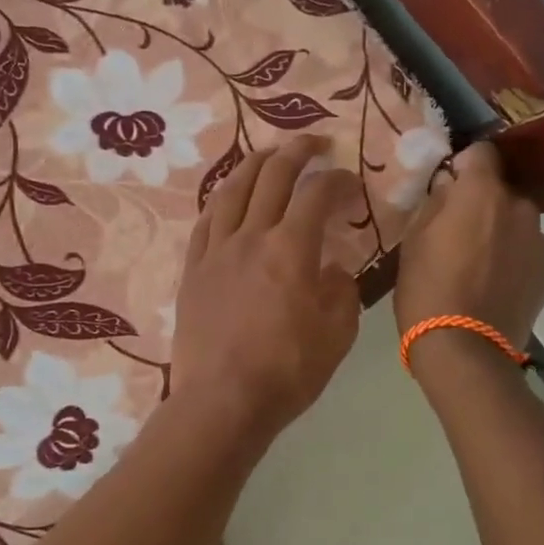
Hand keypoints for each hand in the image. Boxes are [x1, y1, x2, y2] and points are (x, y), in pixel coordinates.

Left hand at [171, 137, 360, 437]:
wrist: (223, 401)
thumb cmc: (288, 371)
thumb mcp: (338, 334)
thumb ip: (341, 290)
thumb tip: (332, 267)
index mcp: (291, 248)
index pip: (317, 195)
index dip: (338, 181)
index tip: (350, 183)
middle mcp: (251, 236)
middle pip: (272, 177)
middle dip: (297, 152)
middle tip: (313, 144)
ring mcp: (216, 250)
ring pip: (233, 190)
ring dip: (254, 164)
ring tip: (268, 155)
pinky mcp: (193, 269)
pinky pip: (205, 221)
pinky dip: (221, 199)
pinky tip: (227, 196)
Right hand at [394, 141, 543, 367]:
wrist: (464, 350)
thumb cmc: (427, 289)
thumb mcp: (413, 241)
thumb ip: (435, 203)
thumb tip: (450, 186)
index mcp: (482, 193)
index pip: (481, 152)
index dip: (463, 164)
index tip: (447, 185)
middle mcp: (519, 207)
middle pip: (499, 190)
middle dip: (480, 203)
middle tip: (454, 233)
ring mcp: (539, 241)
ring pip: (514, 221)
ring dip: (497, 231)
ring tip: (473, 265)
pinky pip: (525, 250)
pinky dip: (510, 258)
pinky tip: (490, 285)